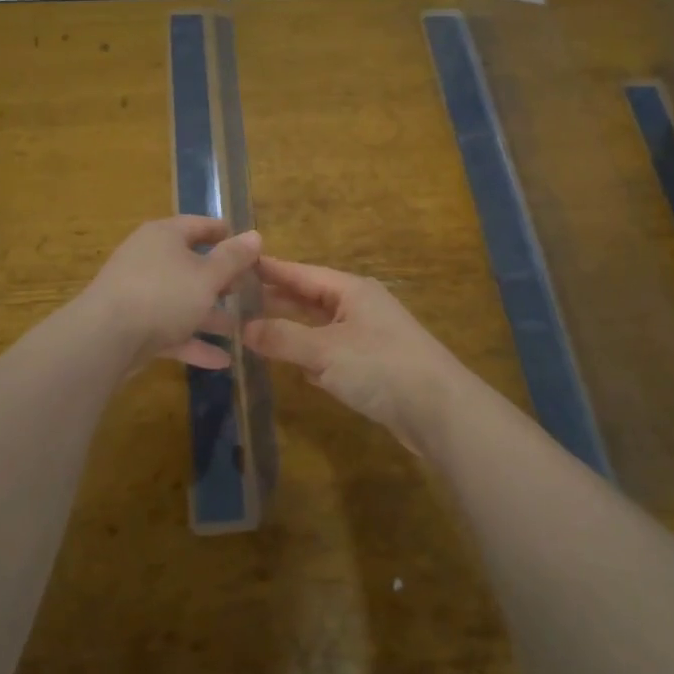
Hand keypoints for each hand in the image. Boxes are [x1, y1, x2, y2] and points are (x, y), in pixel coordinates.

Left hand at [79, 217, 261, 369]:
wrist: (104, 339)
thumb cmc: (163, 294)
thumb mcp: (207, 275)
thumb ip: (233, 258)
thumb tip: (255, 235)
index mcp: (164, 236)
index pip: (199, 225)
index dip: (224, 233)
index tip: (248, 245)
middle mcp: (149, 259)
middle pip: (190, 264)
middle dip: (220, 280)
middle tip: (248, 290)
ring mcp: (139, 294)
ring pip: (182, 301)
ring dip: (210, 315)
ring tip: (240, 329)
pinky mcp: (133, 327)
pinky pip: (170, 330)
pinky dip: (193, 342)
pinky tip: (221, 361)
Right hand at [244, 256, 471, 444]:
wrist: (440, 411)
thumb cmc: (381, 367)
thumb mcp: (325, 351)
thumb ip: (283, 338)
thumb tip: (243, 328)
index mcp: (351, 290)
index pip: (301, 273)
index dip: (270, 270)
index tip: (237, 262)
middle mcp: (359, 307)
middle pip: (308, 299)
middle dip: (275, 301)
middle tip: (233, 301)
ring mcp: (366, 337)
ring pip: (318, 328)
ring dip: (290, 331)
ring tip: (251, 331)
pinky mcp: (371, 367)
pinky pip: (330, 354)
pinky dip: (310, 357)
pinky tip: (290, 364)